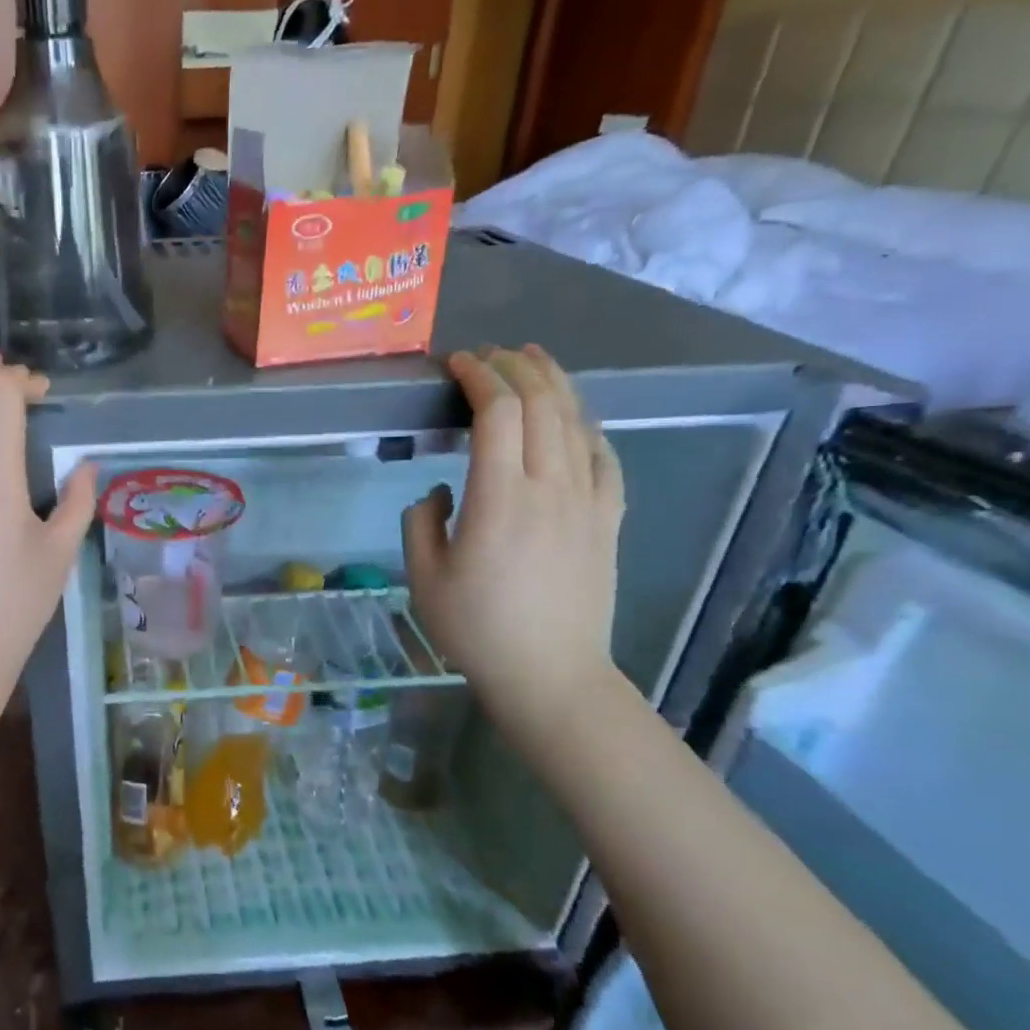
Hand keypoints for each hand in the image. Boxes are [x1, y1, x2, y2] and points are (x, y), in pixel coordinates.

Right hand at [402, 346, 624, 728]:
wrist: (550, 674)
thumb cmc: (476, 630)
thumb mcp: (423, 578)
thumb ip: (421, 522)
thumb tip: (441, 493)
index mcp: (500, 499)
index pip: (497, 413)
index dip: (478, 377)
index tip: (456, 364)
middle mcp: (550, 488)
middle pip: (542, 405)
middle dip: (515, 368)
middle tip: (490, 355)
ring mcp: (587, 502)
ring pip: (576, 423)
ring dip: (554, 384)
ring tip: (533, 361)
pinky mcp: (608, 520)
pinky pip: (605, 458)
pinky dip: (588, 426)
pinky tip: (576, 418)